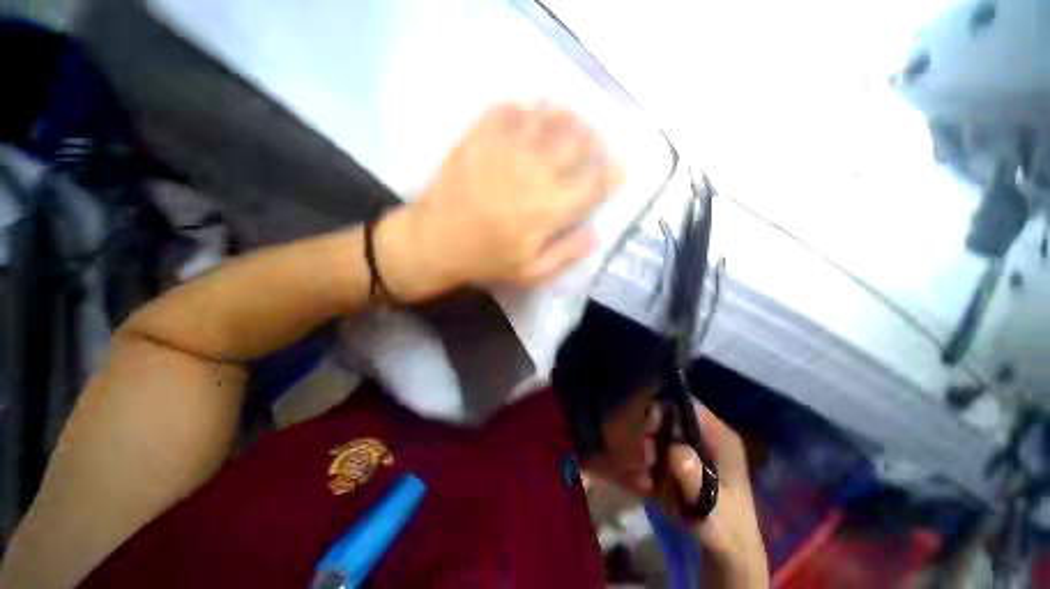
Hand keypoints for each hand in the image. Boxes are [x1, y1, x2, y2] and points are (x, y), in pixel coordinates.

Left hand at [378, 102, 621, 300]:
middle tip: (594, 145)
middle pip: (580, 140)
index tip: (616, 172)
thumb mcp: (532, 273)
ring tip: (569, 121)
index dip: (613, 174)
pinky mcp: (479, 136)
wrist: (435, 242)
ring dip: (566, 116)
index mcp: (551, 207)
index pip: (596, 181)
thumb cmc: (486, 260)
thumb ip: (567, 254)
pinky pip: (508, 107)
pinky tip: (528, 114)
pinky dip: (524, 107)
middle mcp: (536, 170)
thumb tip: (596, 234)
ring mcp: (506, 148)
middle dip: (596, 140)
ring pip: (549, 116)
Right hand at [658, 401, 768, 587]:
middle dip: (651, 435)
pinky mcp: (684, 457)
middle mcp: (706, 434)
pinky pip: (659, 448)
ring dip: (649, 452)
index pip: (688, 405)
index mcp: (721, 437)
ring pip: (659, 432)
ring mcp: (694, 445)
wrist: (728, 549)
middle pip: (669, 415)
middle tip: (646, 461)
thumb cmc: (724, 529)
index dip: (663, 410)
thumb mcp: (711, 509)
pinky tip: (650, 483)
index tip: (647, 431)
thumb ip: (693, 480)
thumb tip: (675, 451)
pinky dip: (651, 462)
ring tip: (648, 479)